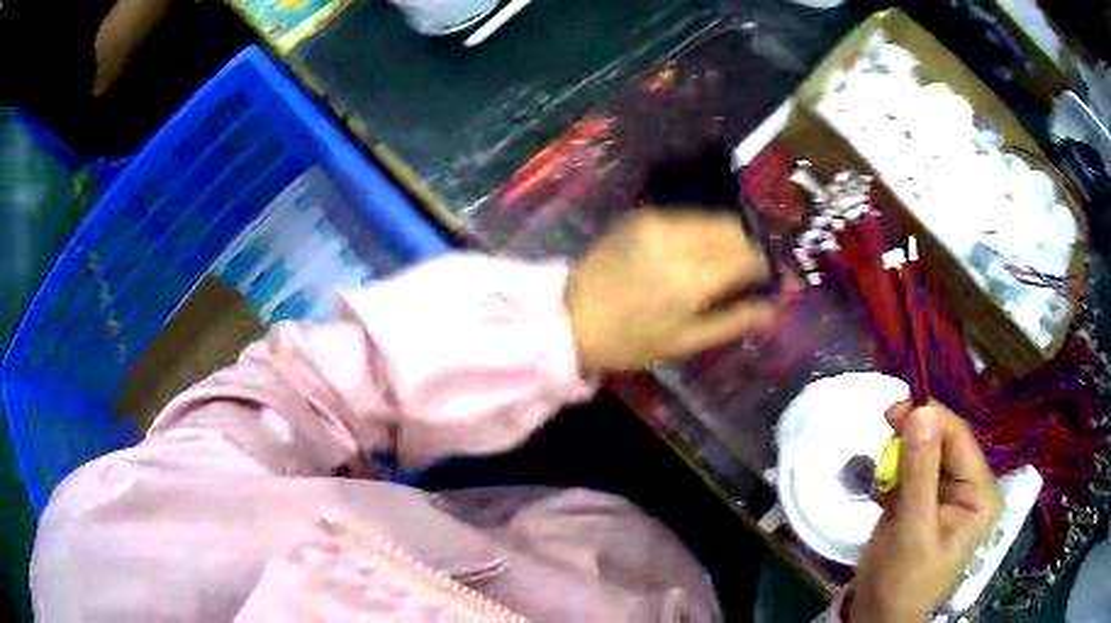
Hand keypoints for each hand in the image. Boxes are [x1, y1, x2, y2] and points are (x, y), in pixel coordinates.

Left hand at [565, 209, 777, 370]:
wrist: (572, 317)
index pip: (747, 257)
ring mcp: (657, 222)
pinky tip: (695, 253)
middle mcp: (678, 240)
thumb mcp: (685, 342)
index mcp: (691, 279)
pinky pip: (688, 217)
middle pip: (734, 229)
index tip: (765, 281)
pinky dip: (702, 231)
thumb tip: (773, 310)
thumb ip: (734, 321)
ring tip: (722, 264)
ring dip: (727, 237)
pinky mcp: (642, 216)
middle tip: (747, 272)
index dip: (764, 267)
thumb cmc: (631, 340)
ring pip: (713, 218)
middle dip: (749, 248)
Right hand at [851, 403, 1002, 622]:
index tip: (893, 410)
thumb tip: (921, 410)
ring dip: (899, 461)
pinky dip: (893, 478)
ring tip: (882, 483)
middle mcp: (968, 489)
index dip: (930, 418)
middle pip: (942, 444)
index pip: (959, 439)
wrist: (877, 619)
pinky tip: (882, 496)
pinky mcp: (923, 504)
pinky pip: (911, 473)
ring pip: (924, 455)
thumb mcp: (913, 530)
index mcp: (979, 494)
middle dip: (911, 440)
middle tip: (883, 432)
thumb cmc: (903, 582)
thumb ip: (920, 473)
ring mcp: (945, 496)